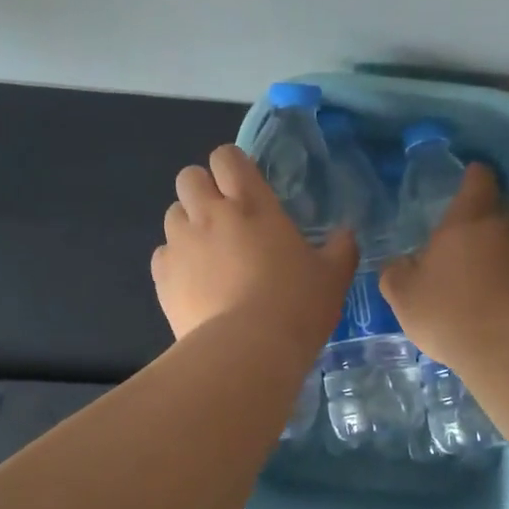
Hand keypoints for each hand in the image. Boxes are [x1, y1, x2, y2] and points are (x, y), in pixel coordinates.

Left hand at [151, 145, 356, 343]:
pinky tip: (193, 284)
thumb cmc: (296, 306)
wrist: (247, 351)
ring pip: (172, 214)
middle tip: (224, 218)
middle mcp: (209, 214)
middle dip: (202, 190)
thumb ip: (341, 249)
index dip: (232, 166)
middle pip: (189, 177)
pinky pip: (162, 254)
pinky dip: (175, 261)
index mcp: (251, 204)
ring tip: (207, 254)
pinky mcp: (162, 277)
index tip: (245, 187)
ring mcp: (180, 244)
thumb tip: (346, 234)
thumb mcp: (333, 277)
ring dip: (187, 225)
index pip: (227, 157)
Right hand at [380, 163, 508, 366]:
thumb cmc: (451, 309)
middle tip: (472, 242)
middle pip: (506, 210)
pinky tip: (505, 305)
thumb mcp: (404, 294)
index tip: (468, 182)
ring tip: (490, 278)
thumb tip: (398, 264)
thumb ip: (397, 273)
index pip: (478, 180)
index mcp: (469, 218)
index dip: (473, 179)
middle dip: (492, 222)